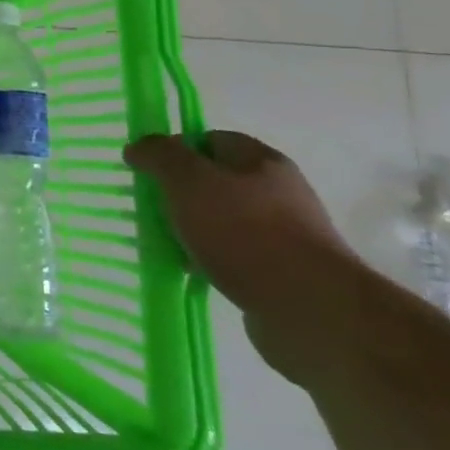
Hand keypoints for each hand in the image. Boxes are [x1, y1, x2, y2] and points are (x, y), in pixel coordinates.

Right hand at [124, 130, 358, 383]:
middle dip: (179, 195)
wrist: (311, 310)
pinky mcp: (283, 273)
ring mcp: (284, 235)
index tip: (148, 172)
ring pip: (221, 222)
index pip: (209, 139)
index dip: (174, 150)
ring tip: (167, 246)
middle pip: (214, 181)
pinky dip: (209, 261)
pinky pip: (233, 256)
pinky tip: (192, 273)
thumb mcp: (189, 180)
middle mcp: (278, 192)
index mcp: (261, 161)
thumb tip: (139, 147)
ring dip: (192, 231)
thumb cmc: (245, 232)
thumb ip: (160, 156)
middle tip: (152, 210)